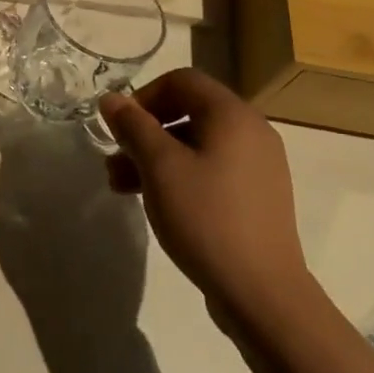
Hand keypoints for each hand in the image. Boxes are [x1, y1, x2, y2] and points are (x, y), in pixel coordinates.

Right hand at [98, 69, 308, 311]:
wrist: (262, 292)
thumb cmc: (205, 217)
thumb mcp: (159, 167)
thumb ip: (133, 126)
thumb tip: (112, 99)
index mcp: (232, 115)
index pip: (181, 80)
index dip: (144, 96)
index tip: (119, 128)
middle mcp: (251, 131)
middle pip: (188, 112)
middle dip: (144, 132)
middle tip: (115, 161)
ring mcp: (258, 165)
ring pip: (196, 144)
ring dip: (155, 157)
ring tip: (122, 187)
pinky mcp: (257, 196)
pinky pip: (211, 169)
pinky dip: (180, 175)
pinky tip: (157, 203)